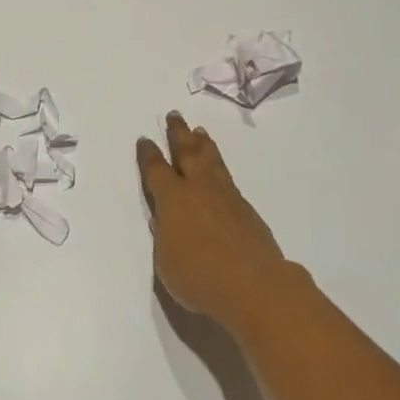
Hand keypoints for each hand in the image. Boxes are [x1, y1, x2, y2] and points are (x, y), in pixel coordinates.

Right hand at [137, 112, 290, 330]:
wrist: (253, 285)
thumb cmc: (200, 278)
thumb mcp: (166, 262)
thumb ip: (164, 236)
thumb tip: (164, 218)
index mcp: (173, 200)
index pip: (156, 170)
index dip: (149, 155)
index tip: (145, 140)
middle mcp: (199, 189)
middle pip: (187, 153)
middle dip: (178, 133)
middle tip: (174, 115)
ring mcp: (226, 196)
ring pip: (211, 160)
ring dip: (203, 144)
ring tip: (199, 131)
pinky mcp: (245, 208)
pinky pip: (227, 176)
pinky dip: (219, 165)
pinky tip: (219, 168)